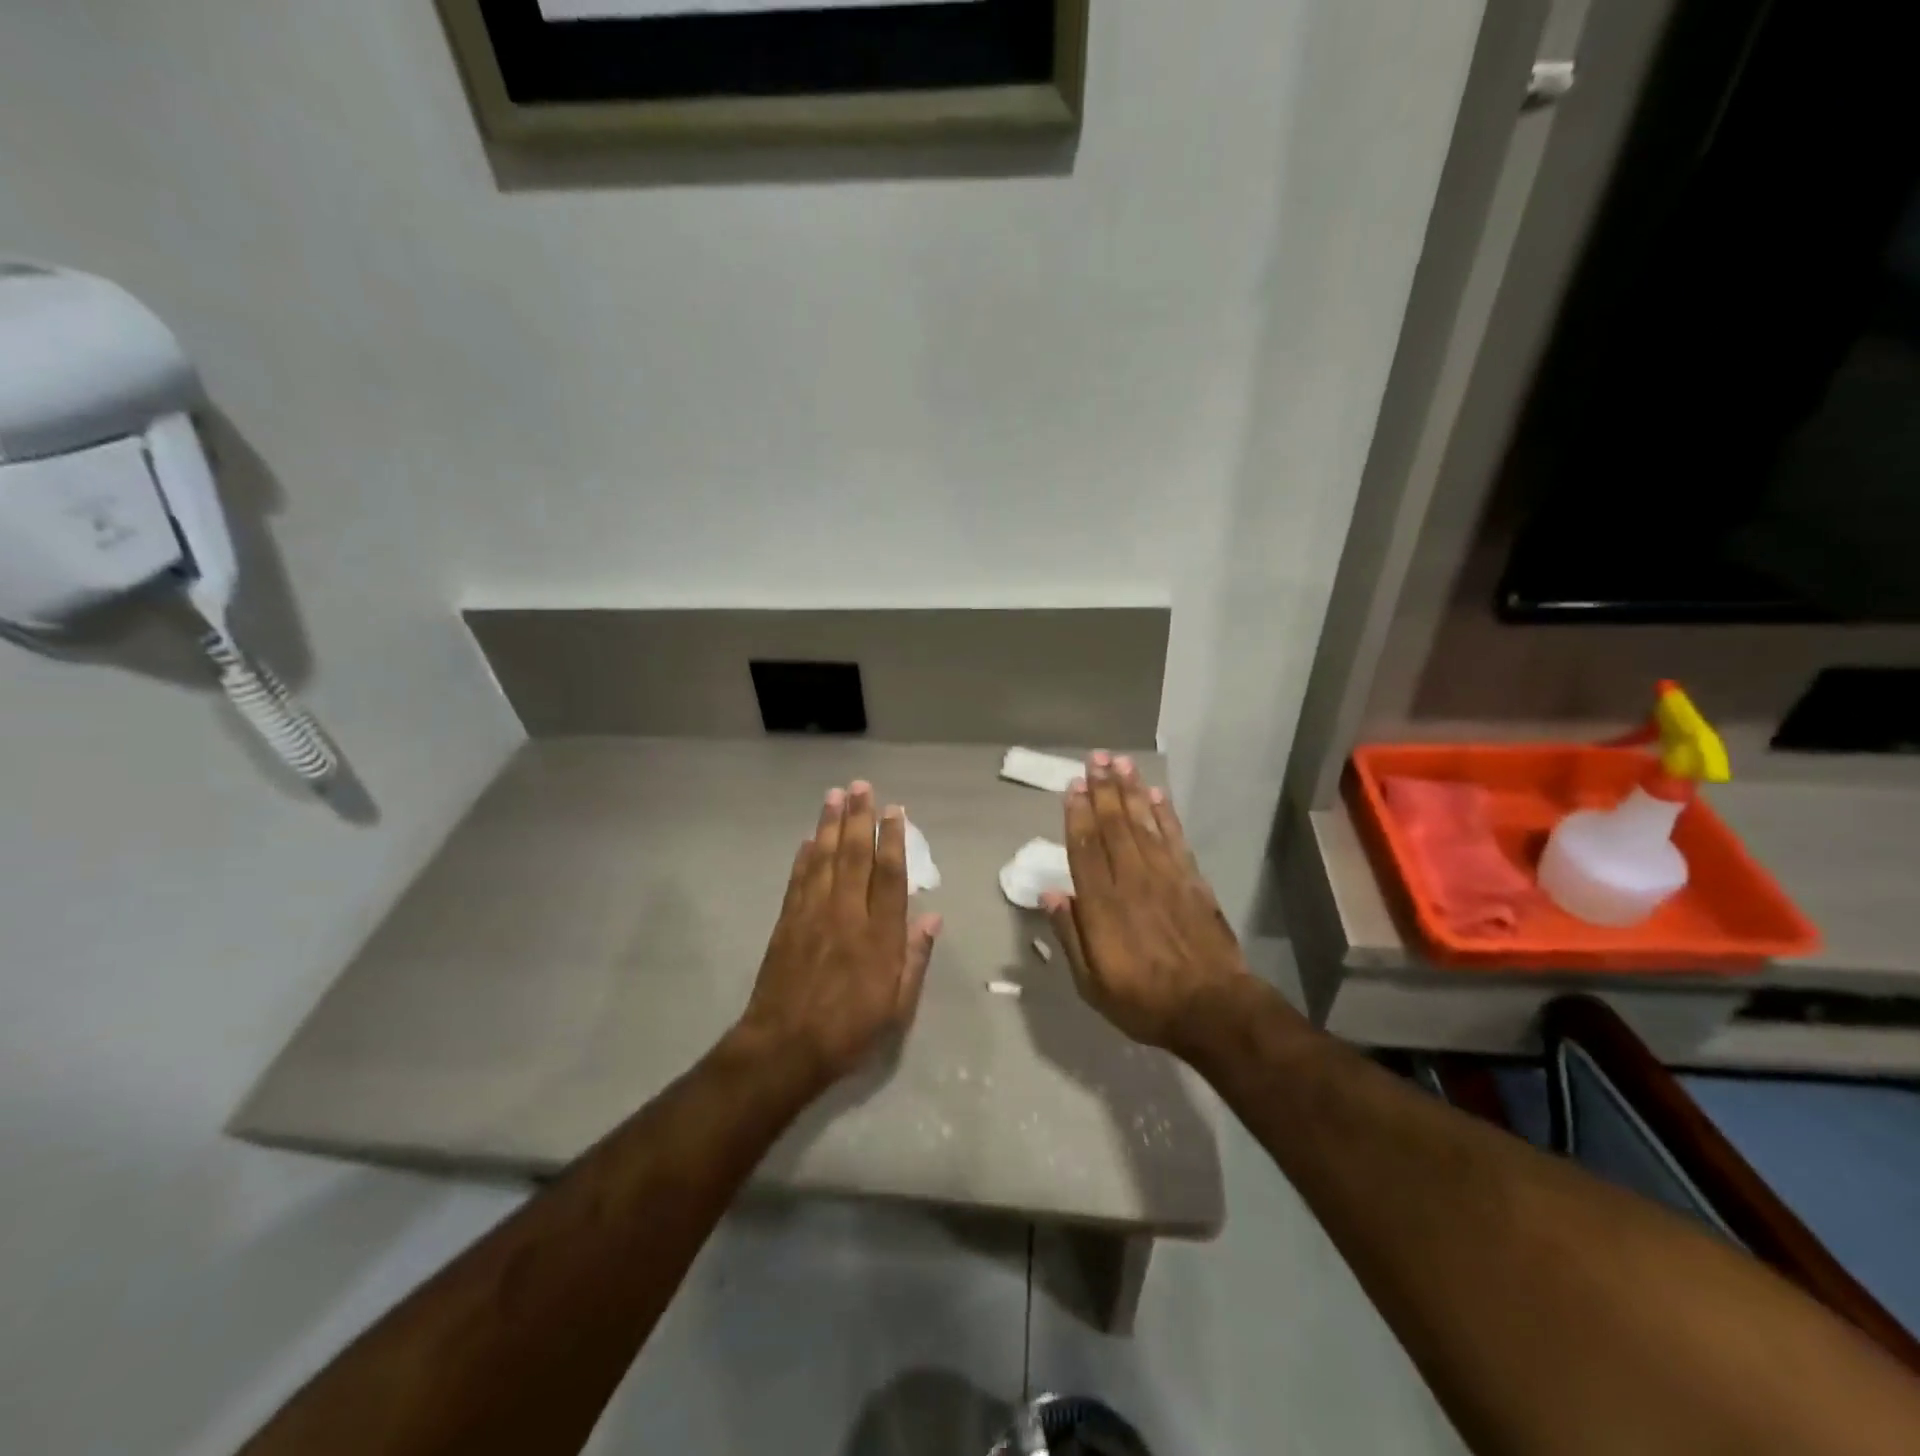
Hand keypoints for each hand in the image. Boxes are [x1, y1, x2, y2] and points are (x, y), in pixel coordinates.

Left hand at [739, 782, 942, 1085]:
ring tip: (834, 796)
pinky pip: (798, 880)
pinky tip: (808, 839)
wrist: (783, 1048)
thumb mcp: (897, 1007)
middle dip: (858, 818)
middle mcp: (846, 915)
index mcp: (878, 935)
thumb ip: (915, 958)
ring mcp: (812, 915)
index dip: (893, 839)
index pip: (890, 875)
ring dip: (829, 825)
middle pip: (854, 856)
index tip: (894, 811)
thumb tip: (933, 917)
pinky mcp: (787, 923)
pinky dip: (804, 856)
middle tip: (861, 786)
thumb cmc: (849, 1031)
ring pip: (823, 859)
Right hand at [1043, 753, 1250, 1056]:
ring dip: (1131, 791)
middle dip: (1103, 789)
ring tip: (1121, 762)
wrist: (1212, 1009)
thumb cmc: (1144, 1001)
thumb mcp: (1092, 983)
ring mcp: (1166, 877)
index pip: (1085, 848)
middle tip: (1096, 758)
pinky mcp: (1192, 881)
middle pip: (1114, 825)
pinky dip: (1165, 814)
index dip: (1077, 814)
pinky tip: (1157, 795)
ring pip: (1143, 824)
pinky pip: (1175, 838)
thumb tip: (1052, 893)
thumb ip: (1071, 935)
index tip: (1072, 785)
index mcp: (1103, 904)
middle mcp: (1132, 880)